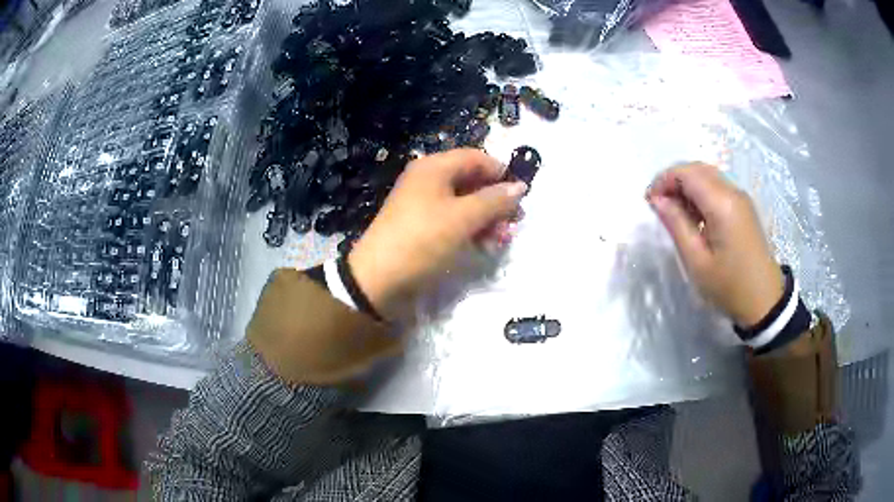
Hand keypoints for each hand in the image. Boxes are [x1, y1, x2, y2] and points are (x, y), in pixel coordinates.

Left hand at [349, 149, 526, 320]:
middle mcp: (428, 180)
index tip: (522, 195)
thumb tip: (521, 187)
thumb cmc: (422, 240)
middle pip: (472, 180)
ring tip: (503, 239)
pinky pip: (454, 219)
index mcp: (434, 167)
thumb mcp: (462, 218)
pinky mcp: (423, 226)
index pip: (476, 158)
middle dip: (496, 200)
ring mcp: (424, 204)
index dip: (501, 173)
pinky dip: (471, 229)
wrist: (378, 279)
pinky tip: (485, 245)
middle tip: (515, 222)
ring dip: (487, 218)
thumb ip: (494, 201)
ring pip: (465, 203)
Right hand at [646, 163, 783, 327]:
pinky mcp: (743, 207)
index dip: (663, 180)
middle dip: (673, 180)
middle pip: (697, 169)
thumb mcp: (697, 261)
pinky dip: (700, 194)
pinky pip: (717, 188)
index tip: (649, 202)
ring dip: (687, 187)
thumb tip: (658, 200)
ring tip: (675, 214)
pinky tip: (695, 217)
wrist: (764, 300)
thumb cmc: (729, 286)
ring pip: (707, 176)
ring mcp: (741, 198)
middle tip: (660, 206)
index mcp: (722, 204)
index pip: (686, 173)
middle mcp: (733, 192)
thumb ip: (676, 224)